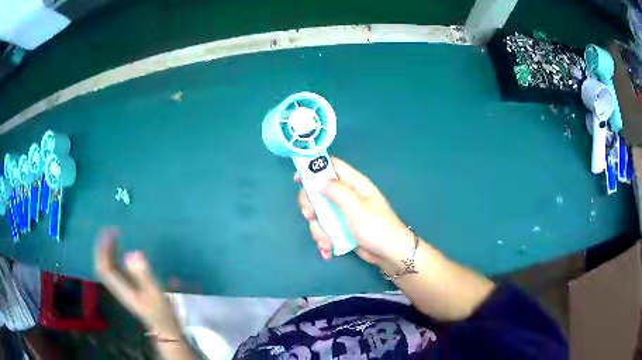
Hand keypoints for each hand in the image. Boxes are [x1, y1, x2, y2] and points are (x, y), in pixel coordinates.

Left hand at [94, 228, 180, 337]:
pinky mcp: (126, 286)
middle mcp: (117, 287)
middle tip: (110, 230)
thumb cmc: (160, 311)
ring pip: (106, 266)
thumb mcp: (154, 293)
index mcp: (121, 288)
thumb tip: (131, 253)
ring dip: (106, 250)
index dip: (103, 249)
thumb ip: (143, 275)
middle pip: (102, 265)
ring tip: (113, 235)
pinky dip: (112, 256)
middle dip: (102, 247)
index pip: (104, 267)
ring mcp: (121, 287)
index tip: (111, 233)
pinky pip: (113, 268)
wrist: (163, 327)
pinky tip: (119, 249)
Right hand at [296, 157, 414, 267]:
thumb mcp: (357, 209)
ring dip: (318, 230)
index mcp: (354, 184)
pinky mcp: (340, 228)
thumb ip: (338, 192)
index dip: (313, 168)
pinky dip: (324, 240)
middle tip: (311, 217)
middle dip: (311, 206)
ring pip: (319, 213)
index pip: (331, 166)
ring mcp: (342, 212)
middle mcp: (346, 195)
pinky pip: (324, 228)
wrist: (390, 255)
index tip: (298, 178)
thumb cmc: (377, 229)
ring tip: (327, 244)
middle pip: (318, 191)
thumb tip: (318, 179)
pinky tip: (329, 250)